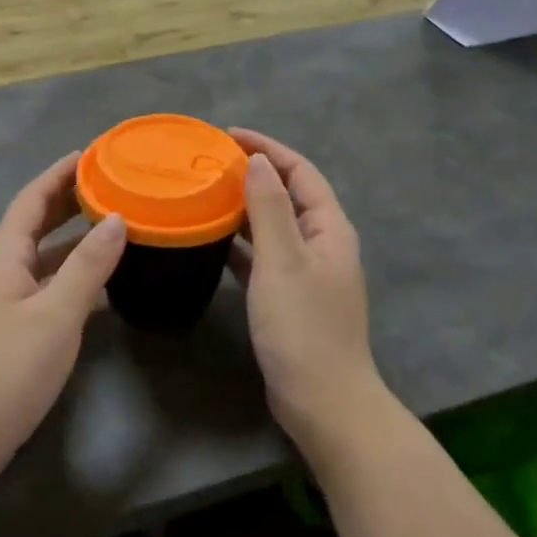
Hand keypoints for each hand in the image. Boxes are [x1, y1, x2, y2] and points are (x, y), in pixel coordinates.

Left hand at [0, 153, 125, 482]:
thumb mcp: (57, 313)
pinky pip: (44, 286)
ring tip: (112, 226)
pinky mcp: (9, 331)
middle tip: (108, 185)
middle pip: (33, 224)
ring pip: (40, 257)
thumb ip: (88, 265)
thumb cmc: (8, 367)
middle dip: (67, 202)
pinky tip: (96, 284)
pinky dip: (70, 274)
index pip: (31, 200)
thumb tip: (117, 218)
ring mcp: (1, 303)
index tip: (90, 154)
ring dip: (72, 239)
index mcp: (3, 256)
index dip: (58, 174)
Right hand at [227, 130, 386, 450]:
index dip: (267, 148)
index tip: (226, 136)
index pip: (300, 172)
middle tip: (209, 164)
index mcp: (329, 229)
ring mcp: (308, 273)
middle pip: (288, 195)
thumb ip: (269, 209)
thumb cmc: (302, 327)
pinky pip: (264, 257)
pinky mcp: (291, 298)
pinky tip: (214, 241)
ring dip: (245, 208)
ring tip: (207, 194)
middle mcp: (323, 244)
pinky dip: (243, 244)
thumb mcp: (282, 261)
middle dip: (254, 174)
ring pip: (274, 227)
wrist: (322, 401)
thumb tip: (257, 162)